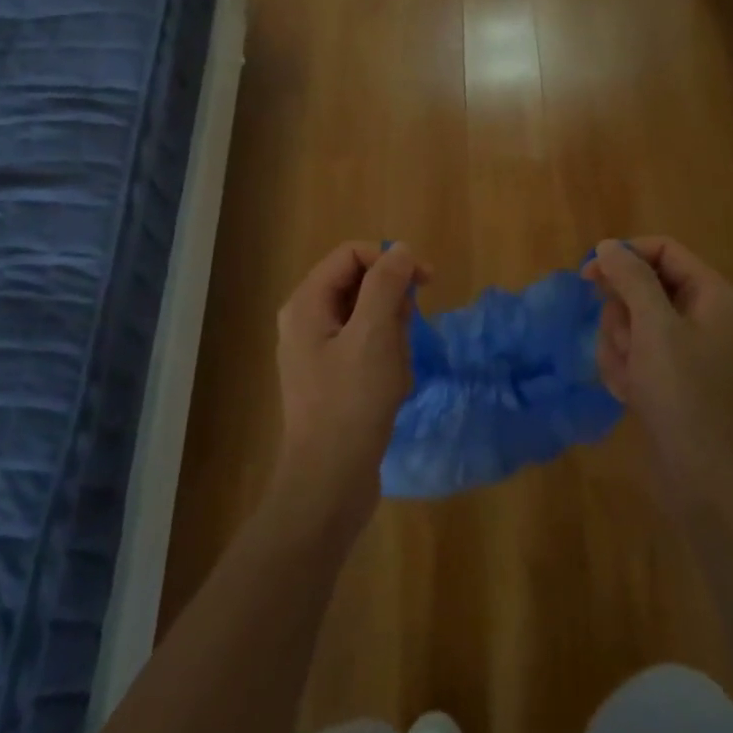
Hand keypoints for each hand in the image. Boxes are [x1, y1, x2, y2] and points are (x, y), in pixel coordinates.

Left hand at [270, 242, 426, 536]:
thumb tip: (401, 250)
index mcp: (306, 304)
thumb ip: (386, 284)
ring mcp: (317, 352)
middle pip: (360, 286)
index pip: (351, 255)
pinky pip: (366, 350)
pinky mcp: (332, 379)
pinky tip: (392, 389)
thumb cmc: (351, 403)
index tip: (427, 282)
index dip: (390, 260)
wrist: (329, 482)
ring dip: (393, 339)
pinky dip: (386, 361)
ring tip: (395, 373)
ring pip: (369, 320)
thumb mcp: (374, 335)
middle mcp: (306, 322)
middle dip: (392, 307)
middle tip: (403, 340)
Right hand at [583, 237, 732, 489]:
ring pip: (635, 325)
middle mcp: (705, 317)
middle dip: (622, 315)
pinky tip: (631, 396)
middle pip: (644, 288)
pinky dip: (627, 371)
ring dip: (620, 347)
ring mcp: (690, 352)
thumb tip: (609, 245)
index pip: (663, 251)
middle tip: (624, 343)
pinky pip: (638, 357)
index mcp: (713, 295)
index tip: (587, 277)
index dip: (624, 257)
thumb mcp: (655, 328)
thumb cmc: (686, 396)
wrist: (711, 482)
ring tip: (629, 379)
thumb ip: (631, 279)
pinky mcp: (675, 382)